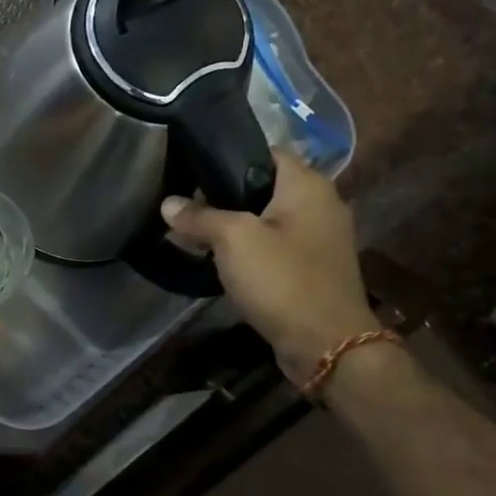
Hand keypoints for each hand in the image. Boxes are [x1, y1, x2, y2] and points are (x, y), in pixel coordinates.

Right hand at [162, 148, 378, 381]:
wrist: (326, 343)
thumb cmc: (282, 280)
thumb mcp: (233, 241)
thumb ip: (200, 217)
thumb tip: (169, 203)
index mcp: (307, 185)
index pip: (265, 151)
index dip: (227, 156)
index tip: (190, 168)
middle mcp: (320, 204)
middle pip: (263, 186)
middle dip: (224, 195)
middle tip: (184, 204)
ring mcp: (320, 238)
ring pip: (267, 219)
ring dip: (234, 226)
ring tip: (194, 233)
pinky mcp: (313, 268)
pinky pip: (275, 247)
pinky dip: (250, 250)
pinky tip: (221, 262)